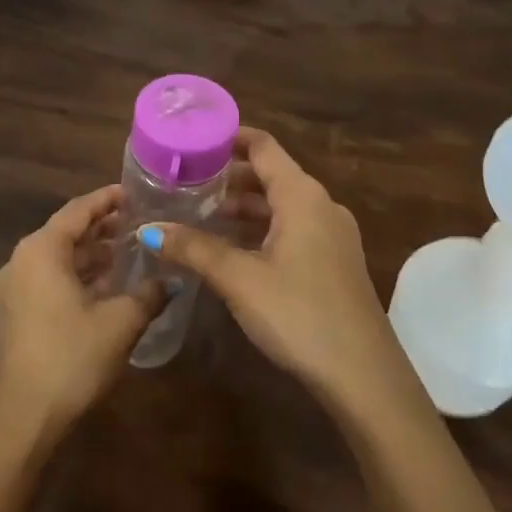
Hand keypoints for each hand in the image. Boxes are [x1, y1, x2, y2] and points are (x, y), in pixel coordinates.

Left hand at [0, 185, 164, 443]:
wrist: (23, 419)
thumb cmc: (72, 358)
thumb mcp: (121, 322)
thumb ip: (149, 293)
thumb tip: (172, 279)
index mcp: (41, 250)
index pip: (78, 210)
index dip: (109, 199)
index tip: (137, 193)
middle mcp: (22, 261)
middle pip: (66, 231)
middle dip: (103, 227)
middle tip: (141, 222)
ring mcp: (14, 289)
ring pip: (59, 258)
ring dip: (92, 253)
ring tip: (130, 251)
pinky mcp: (16, 313)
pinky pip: (50, 279)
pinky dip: (79, 275)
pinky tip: (108, 286)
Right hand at [140, 128, 406, 407]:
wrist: (362, 374)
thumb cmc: (299, 312)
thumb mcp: (239, 278)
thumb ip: (193, 248)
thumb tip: (148, 229)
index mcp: (302, 196)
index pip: (263, 147)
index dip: (228, 138)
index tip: (192, 141)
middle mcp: (321, 206)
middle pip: (271, 175)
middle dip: (228, 176)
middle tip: (185, 182)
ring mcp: (332, 236)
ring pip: (280, 206)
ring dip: (243, 207)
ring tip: (200, 215)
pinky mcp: (334, 263)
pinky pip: (292, 230)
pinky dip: (261, 229)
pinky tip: (233, 250)